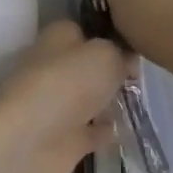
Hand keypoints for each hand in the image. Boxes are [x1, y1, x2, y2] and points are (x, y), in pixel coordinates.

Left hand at [0, 22, 126, 172]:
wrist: (30, 143)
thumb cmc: (67, 84)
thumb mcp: (104, 55)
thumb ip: (119, 53)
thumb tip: (126, 61)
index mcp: (57, 38)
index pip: (83, 30)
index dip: (108, 36)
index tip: (136, 47)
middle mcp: (52, 68)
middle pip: (85, 65)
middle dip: (110, 70)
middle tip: (142, 76)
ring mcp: (55, 105)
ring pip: (88, 98)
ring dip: (108, 100)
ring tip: (140, 100)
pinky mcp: (62, 139)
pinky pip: (90, 131)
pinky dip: (105, 130)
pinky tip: (128, 130)